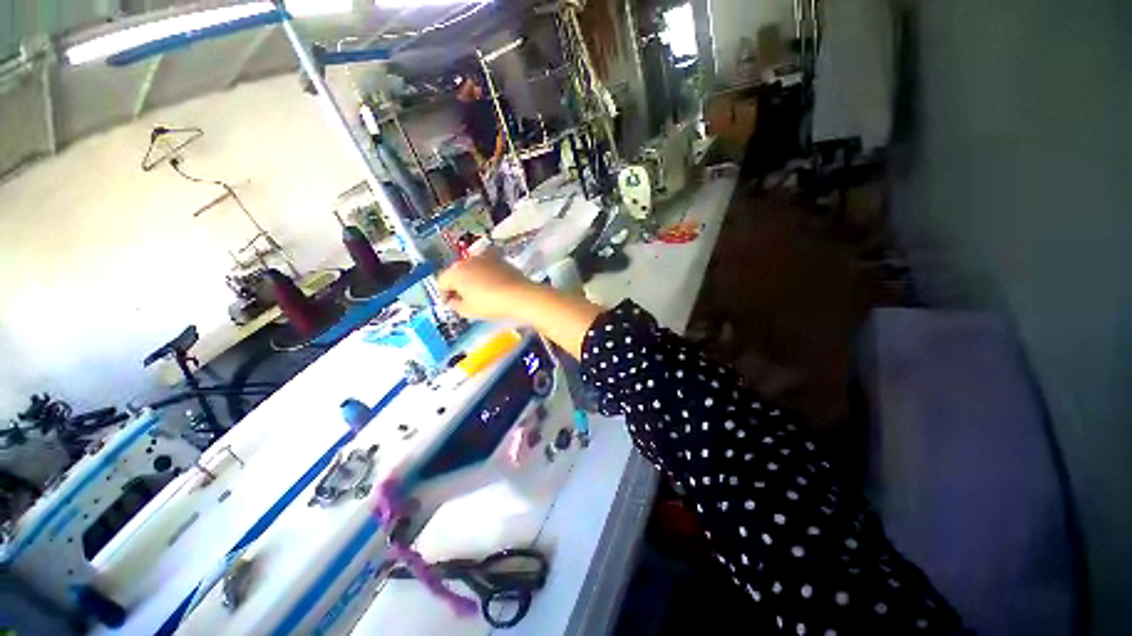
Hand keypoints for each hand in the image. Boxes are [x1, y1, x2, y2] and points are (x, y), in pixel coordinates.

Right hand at [439, 255, 604, 357]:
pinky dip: (486, 273)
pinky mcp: (499, 258)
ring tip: (480, 292)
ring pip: (471, 267)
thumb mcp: (469, 311)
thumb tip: (453, 301)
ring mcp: (484, 257)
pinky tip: (493, 284)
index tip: (452, 304)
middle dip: (458, 285)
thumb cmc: (491, 304)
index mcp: (455, 273)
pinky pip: (487, 266)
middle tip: (465, 299)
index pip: (442, 282)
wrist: (520, 295)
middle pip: (456, 272)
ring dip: (472, 278)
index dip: (444, 294)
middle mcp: (467, 260)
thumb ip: (455, 305)